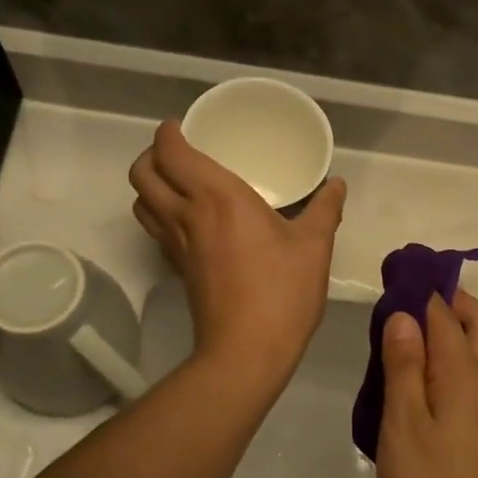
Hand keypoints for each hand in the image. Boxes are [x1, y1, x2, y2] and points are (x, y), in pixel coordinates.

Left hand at [130, 119, 345, 386]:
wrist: (247, 350)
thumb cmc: (282, 292)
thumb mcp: (314, 246)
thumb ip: (325, 209)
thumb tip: (336, 184)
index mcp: (217, 197)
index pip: (171, 152)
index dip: (167, 133)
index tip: (182, 126)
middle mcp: (187, 214)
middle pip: (142, 173)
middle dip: (151, 155)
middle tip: (178, 152)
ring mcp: (176, 245)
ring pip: (141, 203)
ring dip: (150, 185)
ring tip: (178, 182)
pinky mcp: (178, 269)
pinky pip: (156, 229)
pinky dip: (160, 214)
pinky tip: (190, 221)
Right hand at [376, 290, 477, 477]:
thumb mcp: (403, 422)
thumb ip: (403, 365)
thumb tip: (405, 315)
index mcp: (463, 370)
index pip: (444, 312)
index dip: (421, 289)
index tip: (397, 274)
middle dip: (451, 299)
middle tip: (413, 296)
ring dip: (460, 323)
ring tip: (419, 328)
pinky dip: (462, 350)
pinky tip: (434, 369)